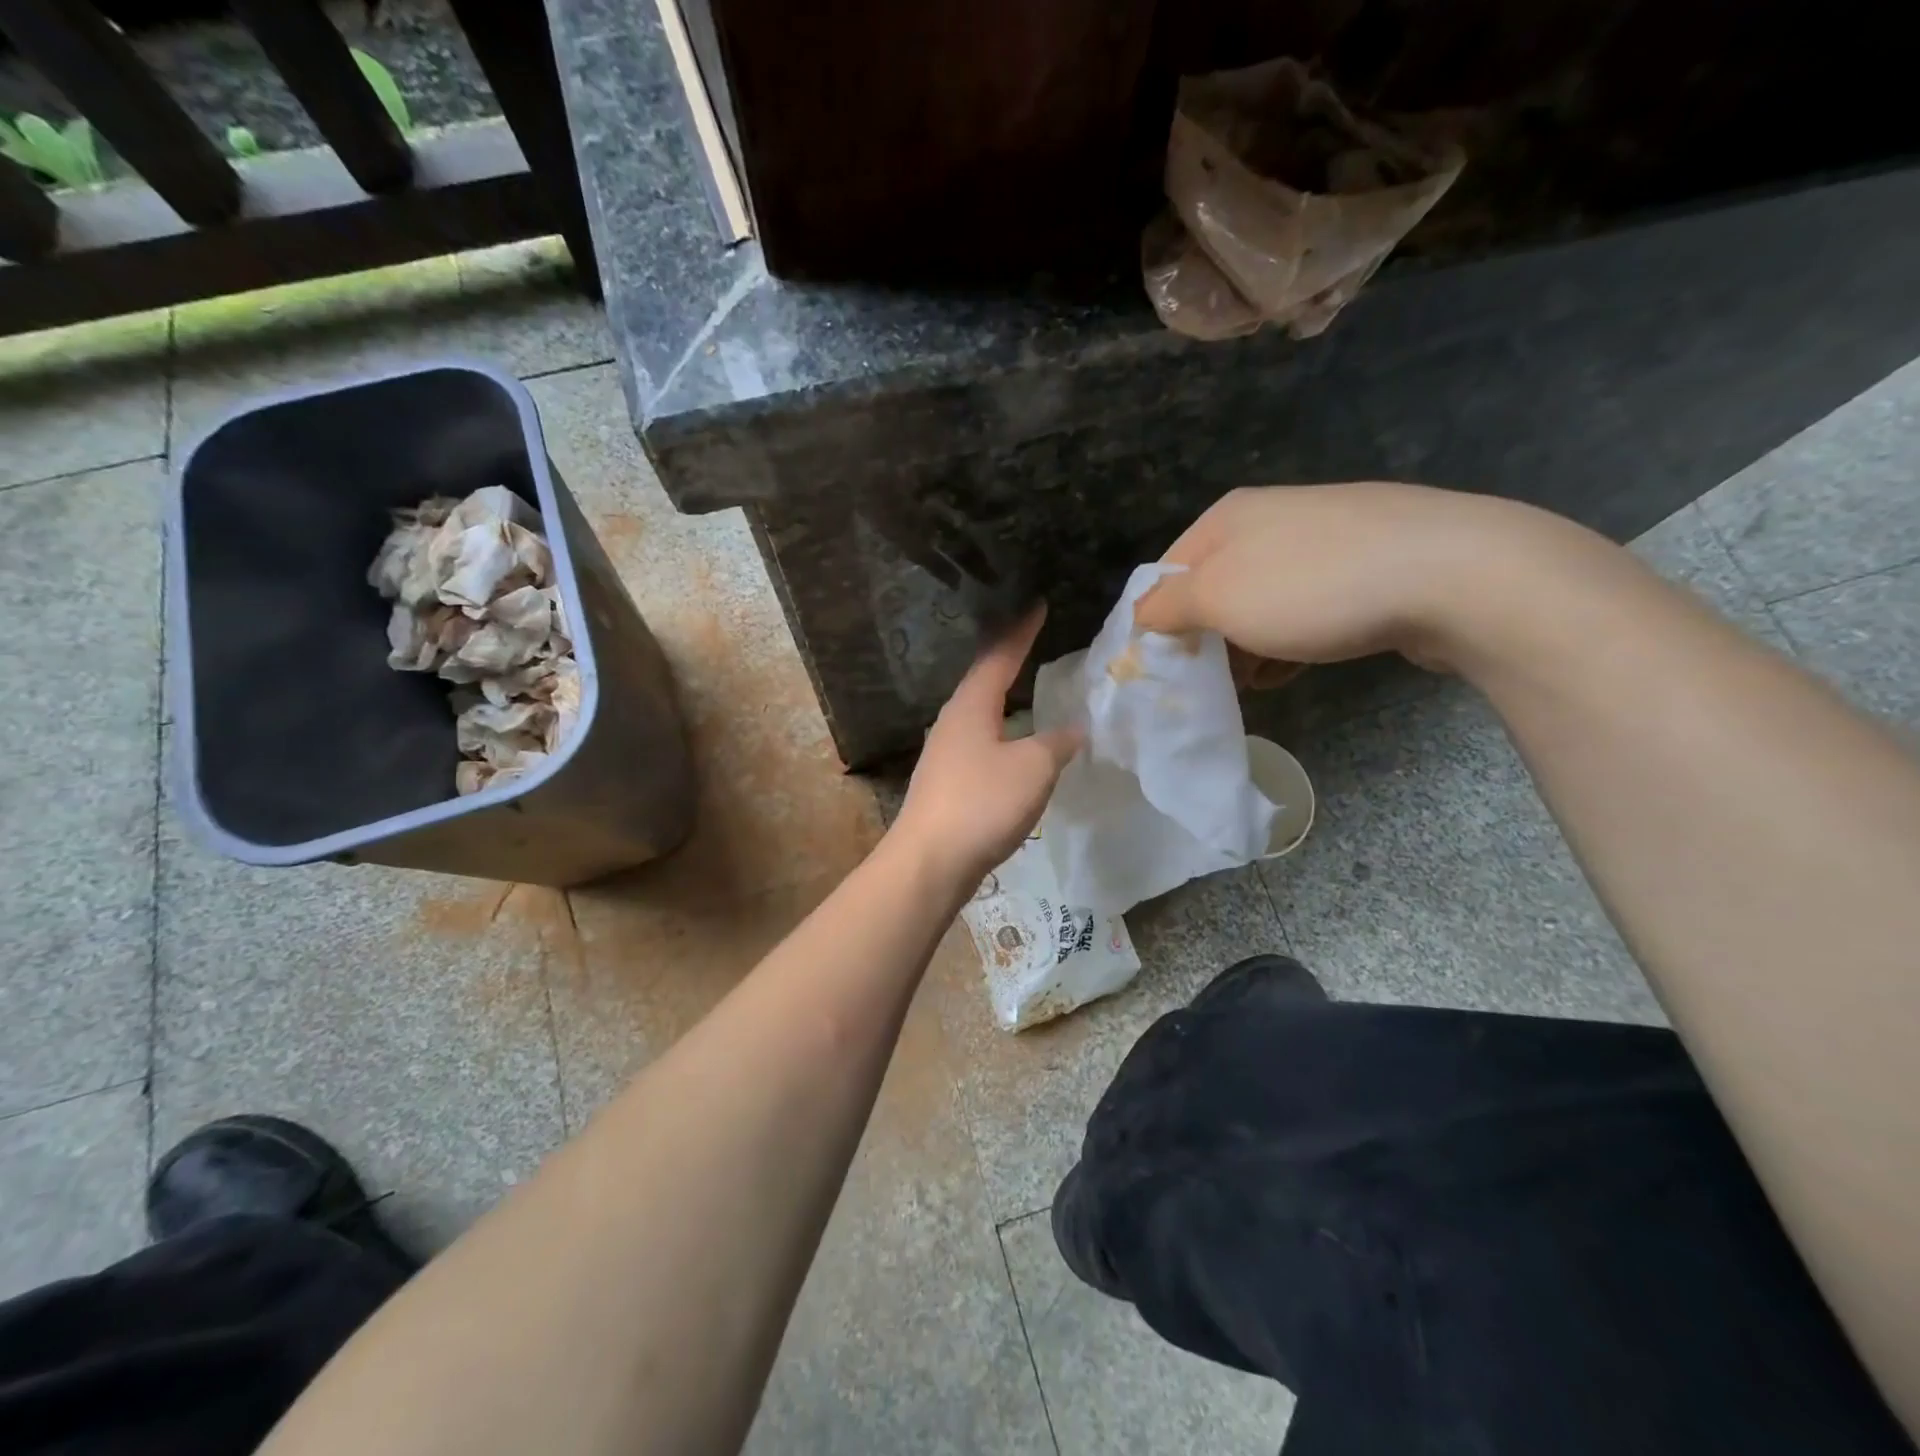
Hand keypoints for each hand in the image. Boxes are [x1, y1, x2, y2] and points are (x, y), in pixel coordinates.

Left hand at [891, 607, 1083, 887]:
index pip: (999, 656)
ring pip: (980, 714)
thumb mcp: (1033, 768)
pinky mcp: (947, 784)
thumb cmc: (981, 804)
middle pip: (983, 681)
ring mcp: (945, 754)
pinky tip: (1015, 746)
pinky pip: (980, 744)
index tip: (1037, 605)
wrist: (929, 863)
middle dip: (1009, 660)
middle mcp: (952, 722)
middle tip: (1035, 642)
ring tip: (1029, 690)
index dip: (1021, 631)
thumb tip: (1074, 729)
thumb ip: (1057, 743)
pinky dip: (1002, 733)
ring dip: (1004, 699)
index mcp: (971, 706)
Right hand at [1133, 482, 1542, 671]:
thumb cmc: (1313, 586)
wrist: (1454, 574)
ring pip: (1260, 602)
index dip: (1157, 622)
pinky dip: (1290, 641)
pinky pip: (1306, 608)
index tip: (1163, 669)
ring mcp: (1325, 538)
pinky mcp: (1367, 565)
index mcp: (1228, 517)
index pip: (1166, 573)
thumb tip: (1140, 616)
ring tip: (1254, 683)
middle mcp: (1271, 519)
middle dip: (1206, 638)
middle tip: (1209, 681)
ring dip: (1247, 646)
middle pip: (1214, 588)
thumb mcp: (1218, 598)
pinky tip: (1295, 668)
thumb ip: (1166, 608)